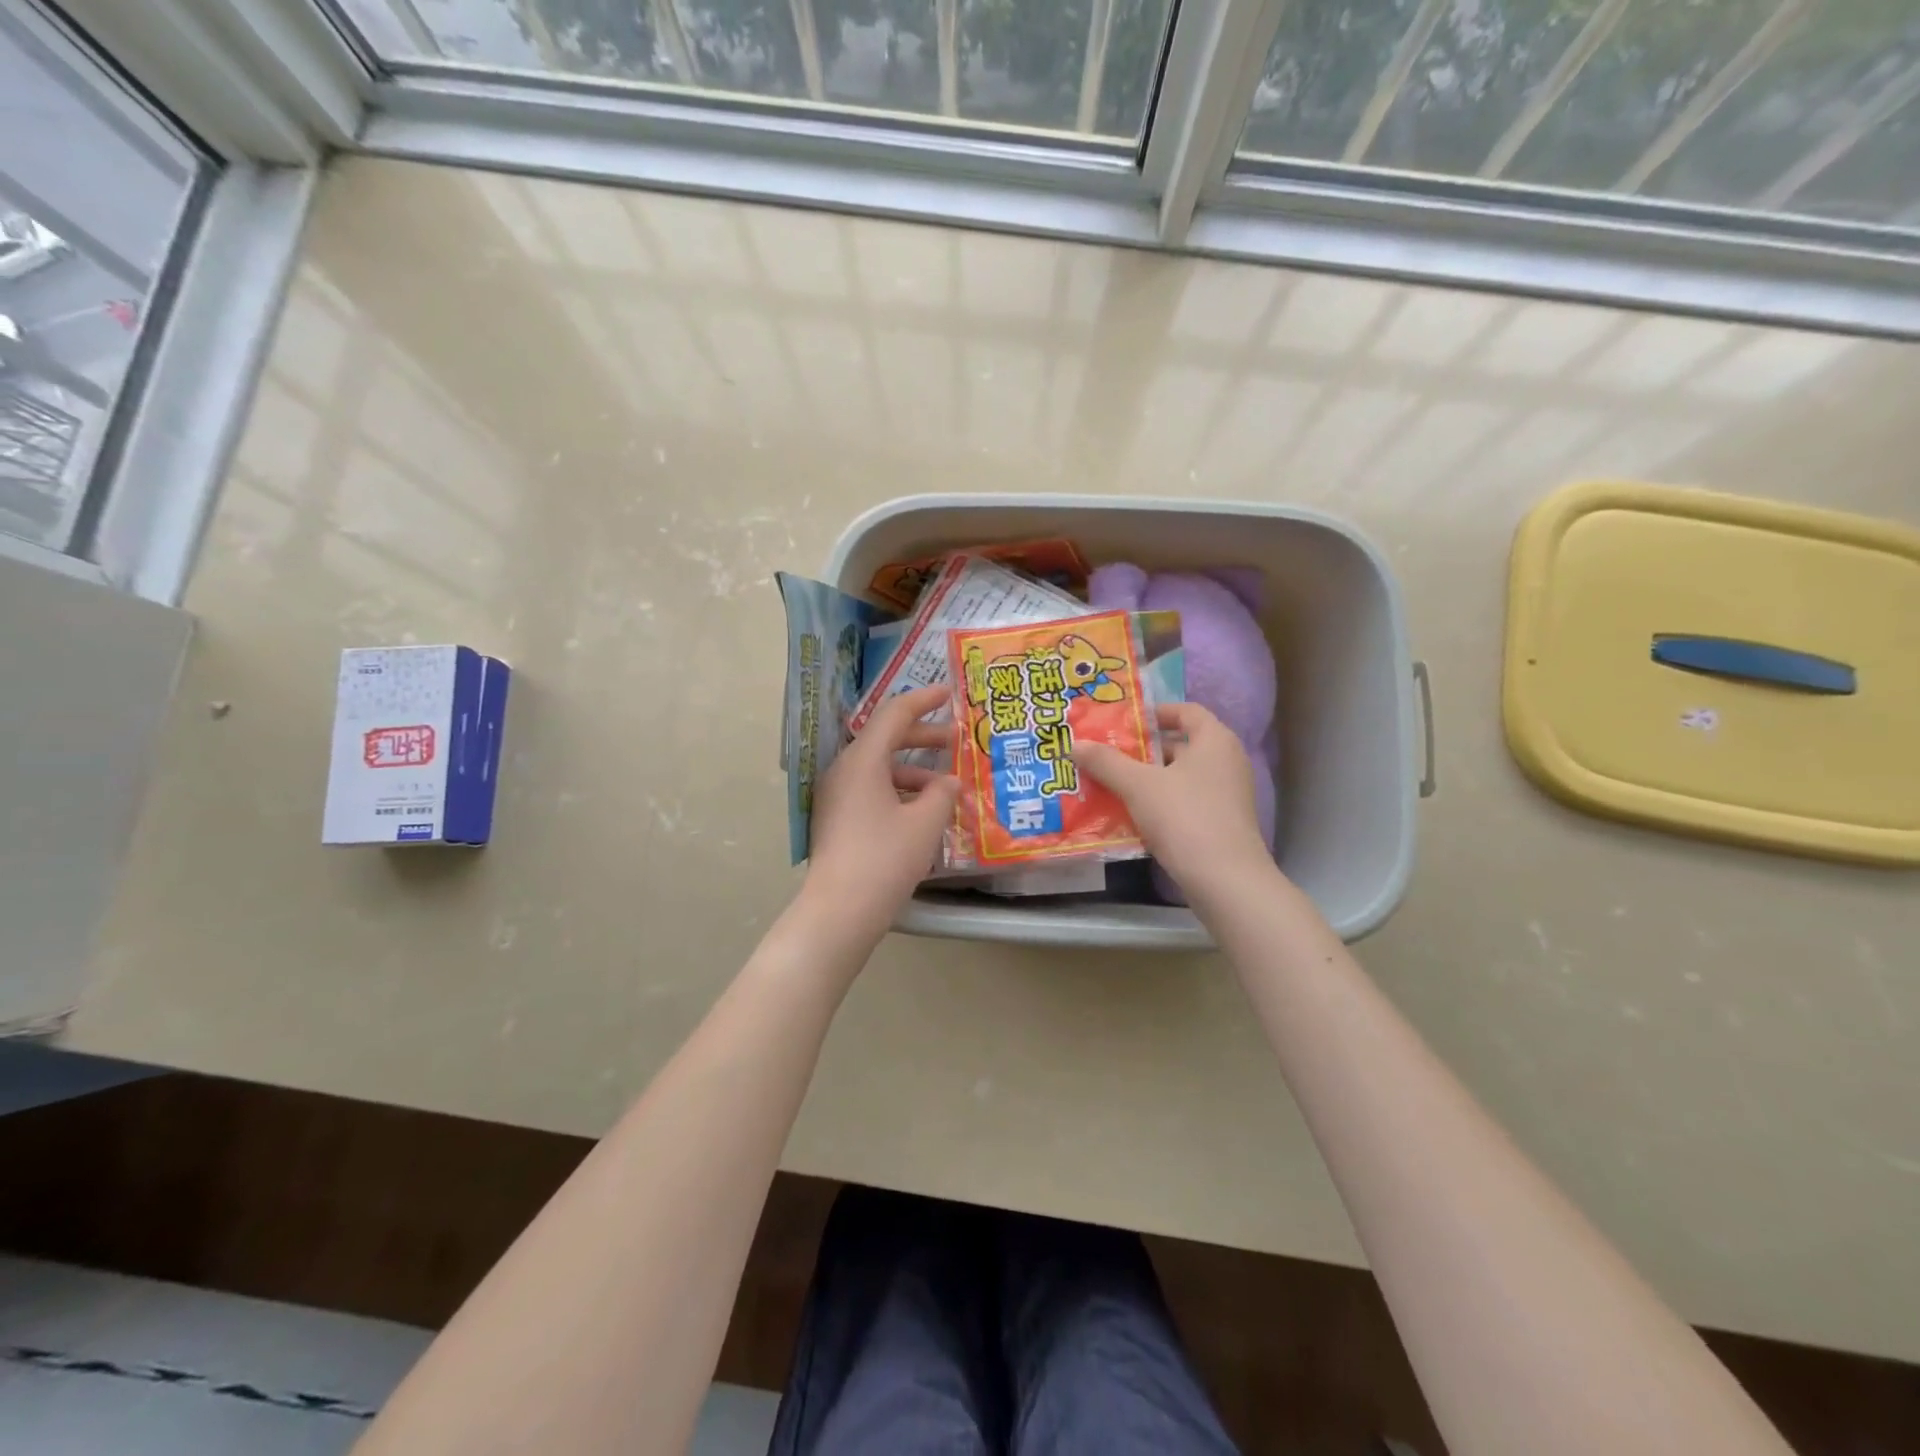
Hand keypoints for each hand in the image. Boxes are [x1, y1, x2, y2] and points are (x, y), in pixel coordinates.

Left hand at [804, 685, 959, 940]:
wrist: (839, 910)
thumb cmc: (885, 859)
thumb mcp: (925, 823)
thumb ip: (942, 793)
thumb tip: (948, 782)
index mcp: (862, 760)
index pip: (894, 714)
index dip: (924, 701)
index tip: (949, 694)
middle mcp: (843, 770)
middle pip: (884, 739)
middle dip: (921, 737)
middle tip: (954, 741)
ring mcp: (835, 795)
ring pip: (877, 767)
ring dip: (912, 770)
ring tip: (945, 786)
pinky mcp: (836, 818)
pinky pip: (869, 789)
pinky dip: (897, 790)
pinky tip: (921, 810)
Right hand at [1077, 703, 1275, 901]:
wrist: (1225, 880)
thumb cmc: (1185, 817)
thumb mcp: (1138, 786)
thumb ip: (1106, 762)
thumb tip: (1074, 744)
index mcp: (1215, 740)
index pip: (1186, 711)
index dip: (1155, 713)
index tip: (1124, 722)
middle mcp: (1226, 762)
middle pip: (1180, 745)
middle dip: (1142, 750)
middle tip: (1106, 755)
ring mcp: (1227, 795)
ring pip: (1180, 777)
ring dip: (1148, 779)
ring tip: (1109, 784)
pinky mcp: (1221, 823)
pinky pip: (1186, 802)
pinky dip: (1160, 803)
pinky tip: (1130, 815)